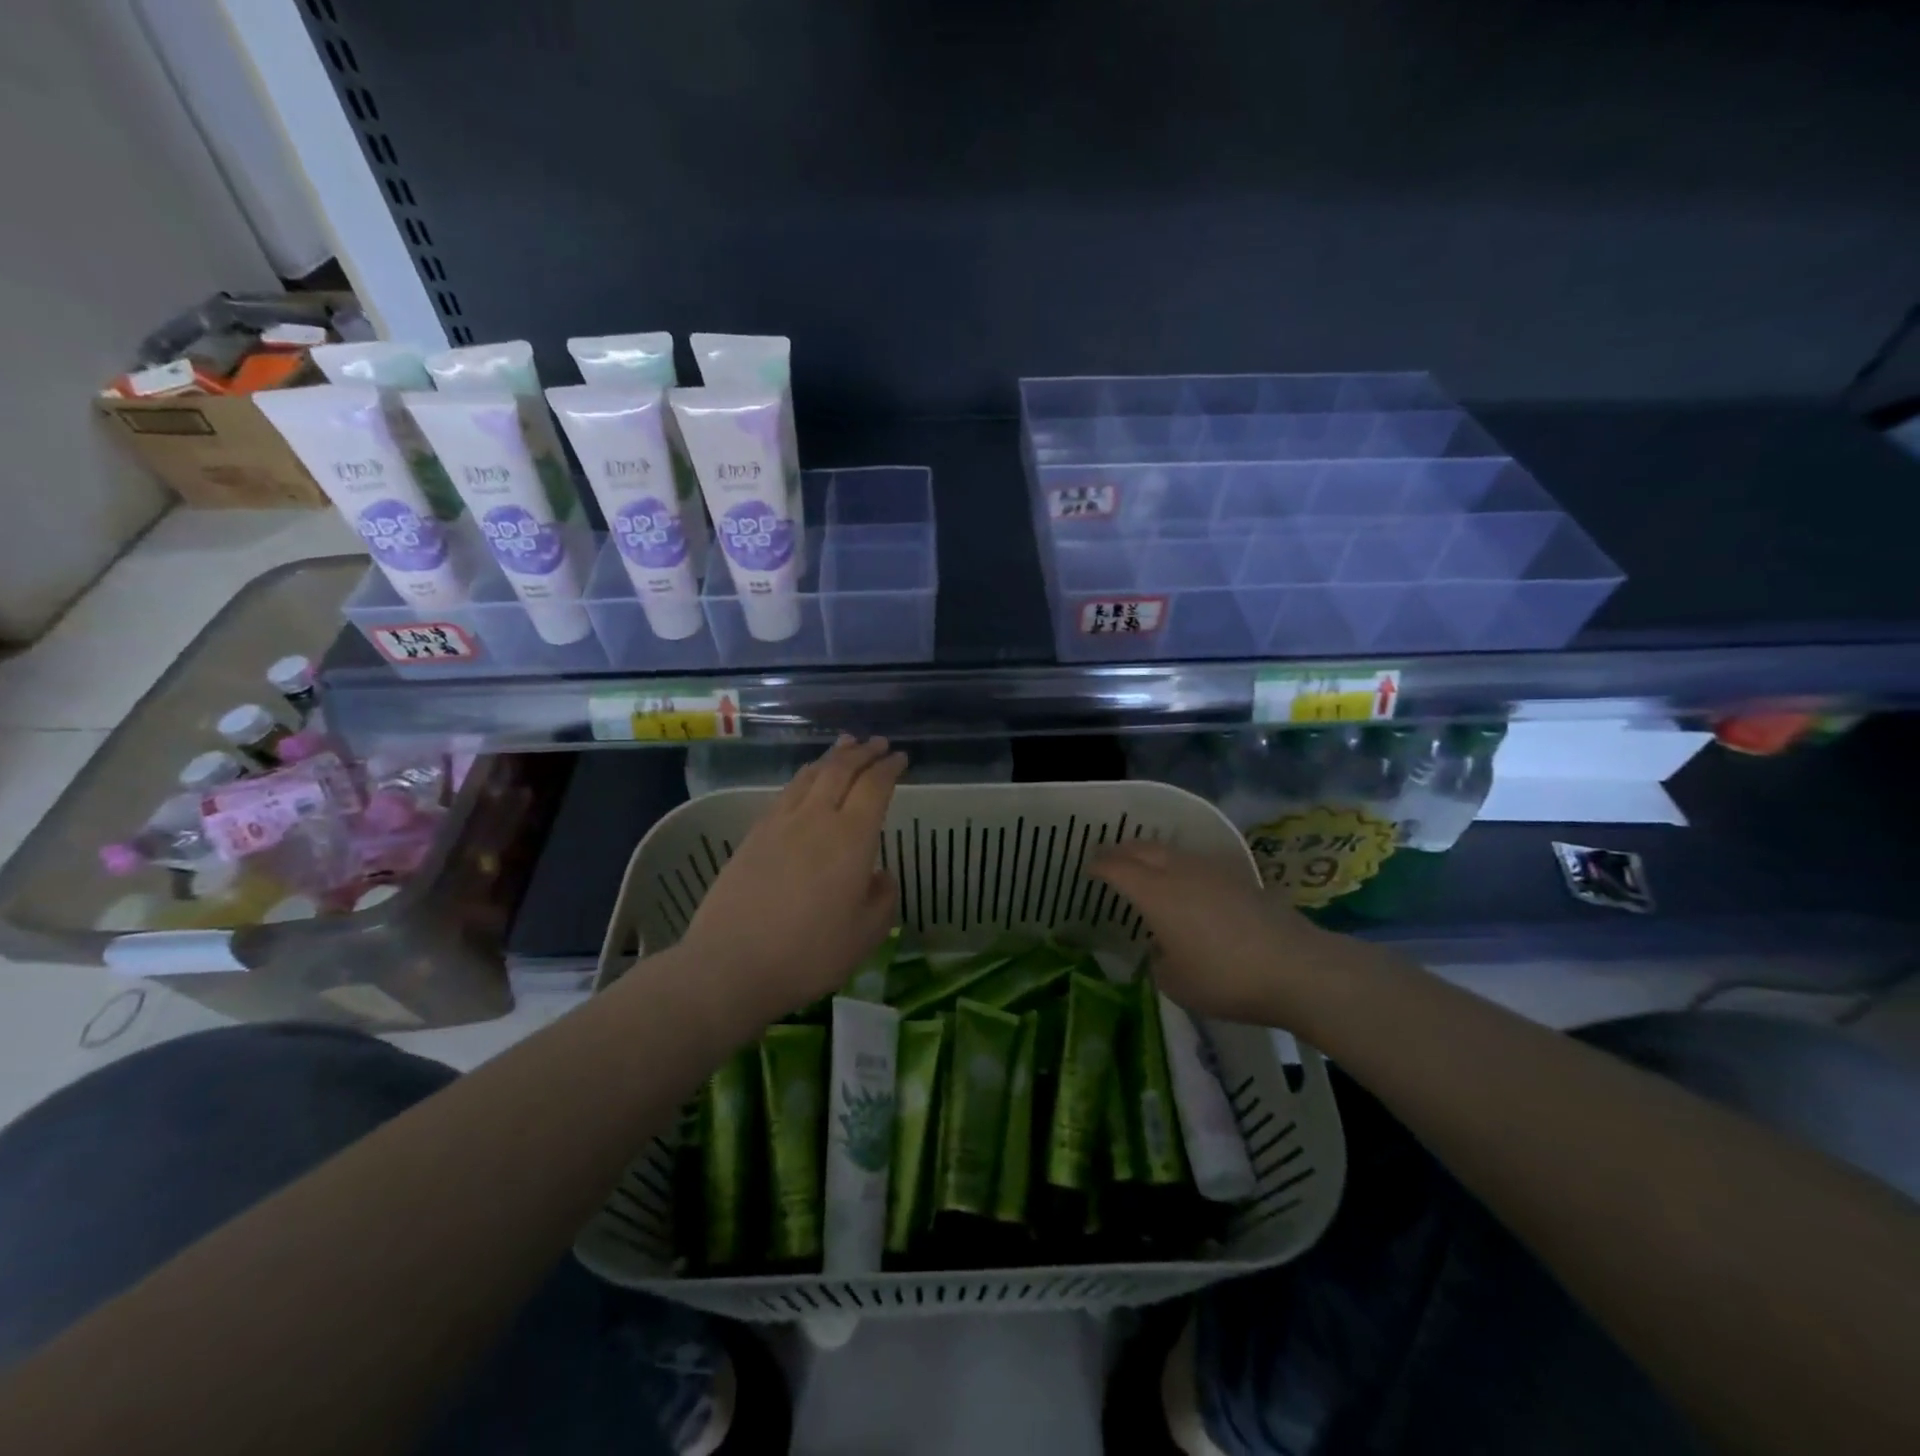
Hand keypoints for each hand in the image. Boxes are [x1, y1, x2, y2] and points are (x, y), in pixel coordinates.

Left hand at [679, 736, 905, 1026]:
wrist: (730, 965)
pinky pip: (786, 792)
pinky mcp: (753, 836)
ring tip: (845, 746)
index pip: (874, 787)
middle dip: (862, 752)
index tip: (900, 758)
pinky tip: (805, 783)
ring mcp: (779, 824)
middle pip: (841, 770)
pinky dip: (804, 777)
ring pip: (810, 775)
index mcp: (851, 838)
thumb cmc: (809, 954)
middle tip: (877, 742)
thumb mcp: (865, 936)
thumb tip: (880, 876)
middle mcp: (816, 819)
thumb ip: (882, 900)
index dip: (889, 768)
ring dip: (832, 758)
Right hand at [1091, 841, 1345, 1025]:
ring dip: (1152, 854)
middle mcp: (1181, 872)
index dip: (1100, 866)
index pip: (1118, 869)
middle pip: (1143, 849)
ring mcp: (1214, 871)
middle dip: (1122, 851)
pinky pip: (1197, 863)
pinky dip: (1181, 866)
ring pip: (1173, 851)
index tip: (1089, 868)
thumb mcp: (1177, 984)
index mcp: (1156, 894)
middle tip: (1109, 858)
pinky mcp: (1241, 878)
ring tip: (1144, 865)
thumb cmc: (1226, 978)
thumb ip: (1159, 961)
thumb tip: (1162, 948)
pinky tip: (1187, 882)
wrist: (1297, 968)